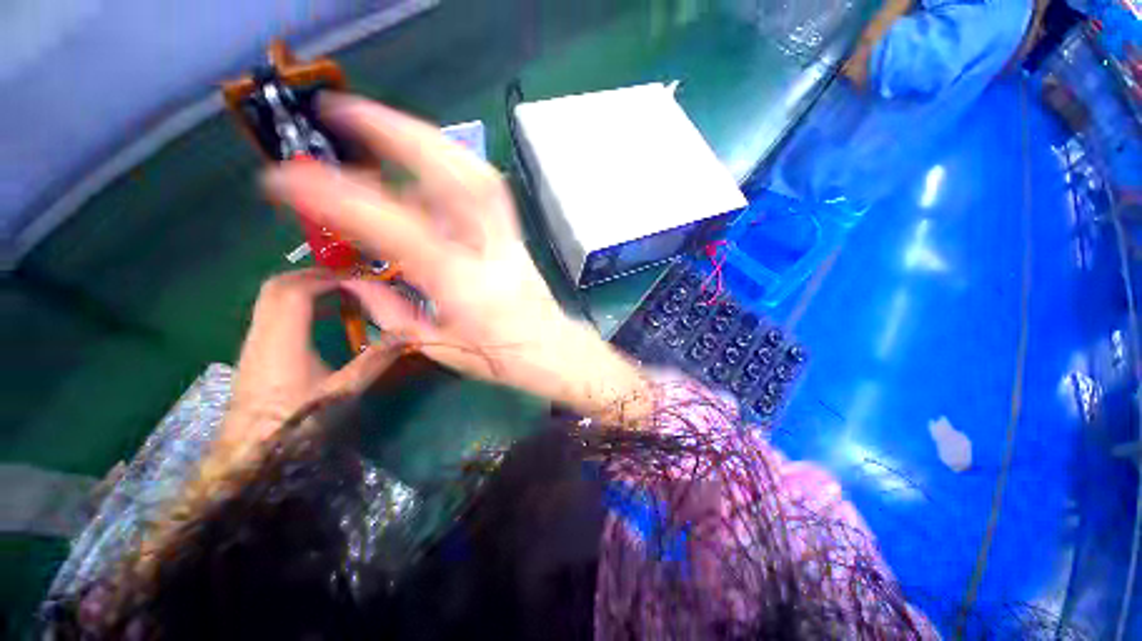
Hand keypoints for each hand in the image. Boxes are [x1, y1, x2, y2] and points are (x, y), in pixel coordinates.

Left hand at [221, 269, 400, 446]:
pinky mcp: (253, 352)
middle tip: (346, 280)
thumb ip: (374, 361)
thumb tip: (407, 336)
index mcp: (282, 341)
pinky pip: (270, 312)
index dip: (326, 278)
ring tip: (335, 292)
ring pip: (269, 298)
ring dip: (302, 287)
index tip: (356, 280)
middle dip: (312, 275)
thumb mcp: (342, 393)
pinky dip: (294, 303)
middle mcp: (262, 334)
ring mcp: (253, 343)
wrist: (248, 455)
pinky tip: (316, 317)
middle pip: (277, 286)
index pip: (296, 292)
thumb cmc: (296, 423)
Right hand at [262, 95, 652, 423]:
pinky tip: (426, 161)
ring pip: (475, 174)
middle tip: (347, 111)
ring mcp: (507, 239)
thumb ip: (393, 314)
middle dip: (399, 135)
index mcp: (462, 286)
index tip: (287, 178)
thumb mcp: (440, 348)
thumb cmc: (501, 358)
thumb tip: (355, 282)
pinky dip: (452, 166)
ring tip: (384, 124)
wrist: (551, 349)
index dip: (338, 198)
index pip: (394, 229)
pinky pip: (485, 190)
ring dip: (427, 140)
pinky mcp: (515, 236)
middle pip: (454, 178)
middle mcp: (488, 252)